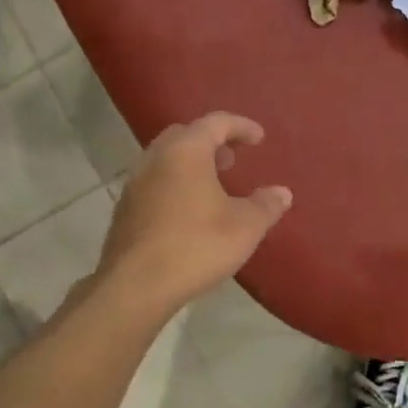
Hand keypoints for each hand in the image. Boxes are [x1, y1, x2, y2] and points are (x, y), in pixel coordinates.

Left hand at [97, 113, 292, 315]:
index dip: (241, 127)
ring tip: (213, 185)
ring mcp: (135, 183)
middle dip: (211, 142)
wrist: (135, 285)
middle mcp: (156, 158)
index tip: (259, 138)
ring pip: (166, 159)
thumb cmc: (196, 246)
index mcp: (186, 151)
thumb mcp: (245, 227)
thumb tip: (282, 193)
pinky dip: (174, 183)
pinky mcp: (125, 209)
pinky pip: (154, 182)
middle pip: (185, 135)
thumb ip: (266, 205)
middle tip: (232, 159)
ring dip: (191, 164)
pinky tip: (188, 211)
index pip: (216, 123)